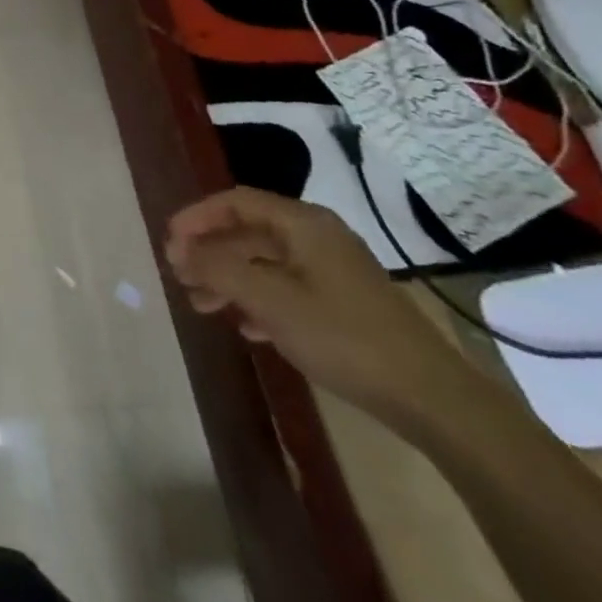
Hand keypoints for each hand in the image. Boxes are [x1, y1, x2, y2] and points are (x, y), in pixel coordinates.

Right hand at [165, 189, 469, 426]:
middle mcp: (317, 237)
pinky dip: (258, 301)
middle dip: (210, 252)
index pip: (236, 202)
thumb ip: (219, 269)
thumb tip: (180, 250)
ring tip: (202, 305)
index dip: (197, 217)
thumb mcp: (270, 299)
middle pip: (249, 232)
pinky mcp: (345, 304)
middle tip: (180, 275)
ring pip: (266, 263)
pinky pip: (287, 289)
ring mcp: (334, 271)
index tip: (169, 241)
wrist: (432, 399)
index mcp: (303, 223)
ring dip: (229, 279)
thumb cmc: (343, 335)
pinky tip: (247, 327)